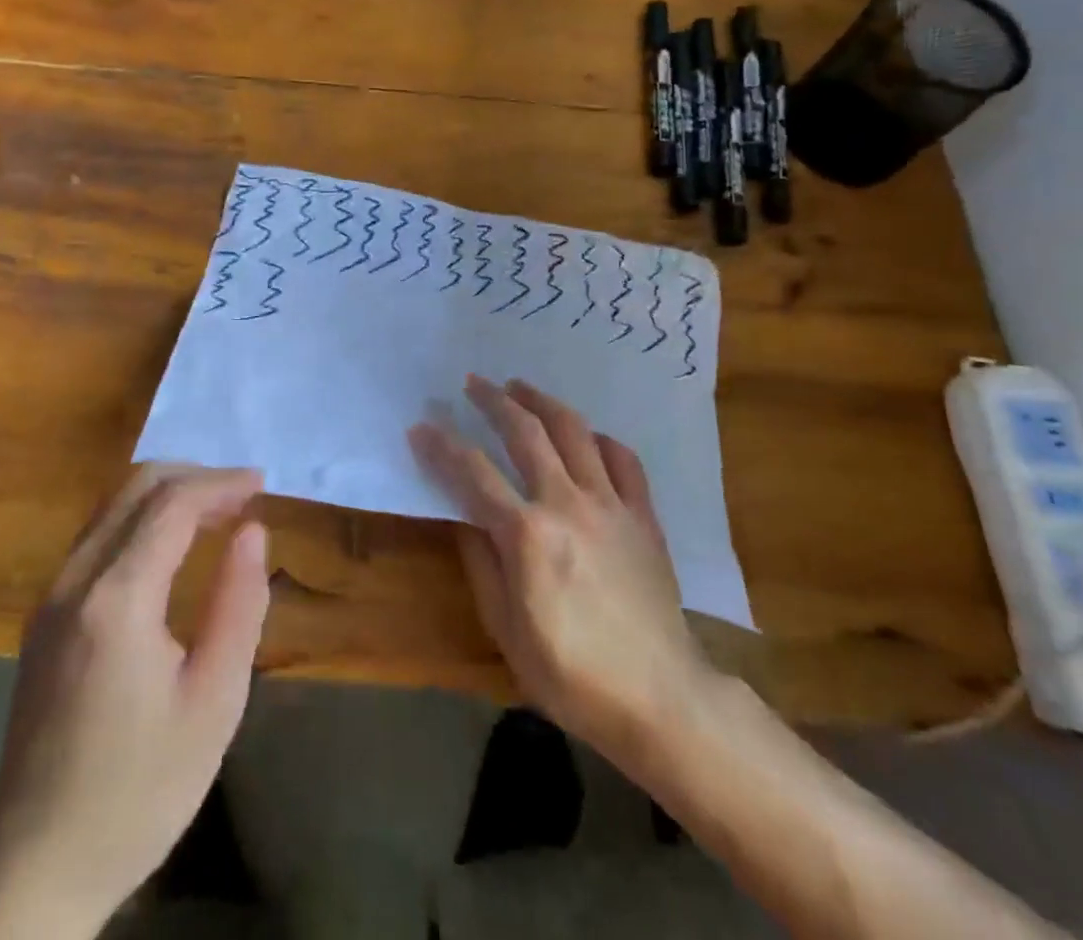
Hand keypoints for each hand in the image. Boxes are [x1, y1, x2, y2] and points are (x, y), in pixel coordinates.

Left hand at [0, 465, 269, 939]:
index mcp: (117, 600)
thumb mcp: (214, 702)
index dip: (220, 484)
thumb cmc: (142, 789)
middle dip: (194, 477)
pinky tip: (171, 542)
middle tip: (241, 495)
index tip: (261, 483)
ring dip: (165, 493)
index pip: (172, 505)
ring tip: (215, 510)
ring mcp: (51, 595)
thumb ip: (238, 604)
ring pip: (110, 504)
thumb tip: (252, 531)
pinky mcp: (44, 613)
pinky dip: (140, 517)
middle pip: (135, 487)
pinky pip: (96, 534)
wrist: (38, 860)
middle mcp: (75, 580)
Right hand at [410, 375, 710, 767]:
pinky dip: (599, 439)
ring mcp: (610, 505)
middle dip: (493, 401)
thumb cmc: (572, 674)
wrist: (660, 699)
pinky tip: (586, 436)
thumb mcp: (506, 628)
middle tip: (473, 383)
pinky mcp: (643, 516)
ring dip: (542, 402)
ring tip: (520, 386)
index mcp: (527, 535)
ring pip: (574, 431)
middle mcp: (566, 504)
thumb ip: (481, 563)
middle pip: (525, 433)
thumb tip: (463, 517)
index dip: (442, 446)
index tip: (422, 427)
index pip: (473, 473)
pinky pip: (623, 460)